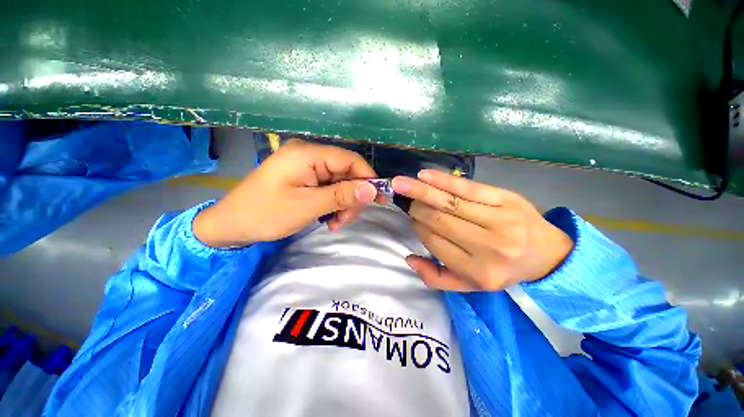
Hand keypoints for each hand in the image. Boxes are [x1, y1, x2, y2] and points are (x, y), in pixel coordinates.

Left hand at [193, 139, 380, 247]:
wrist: (231, 225)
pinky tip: (328, 219)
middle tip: (346, 220)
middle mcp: (309, 155)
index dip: (368, 178)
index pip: (350, 160)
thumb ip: (342, 195)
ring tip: (334, 224)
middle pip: (346, 173)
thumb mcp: (308, 206)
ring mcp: (306, 167)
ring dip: (342, 204)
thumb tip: (372, 190)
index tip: (379, 199)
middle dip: (352, 197)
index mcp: (308, 154)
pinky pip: (328, 189)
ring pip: (339, 183)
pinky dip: (333, 204)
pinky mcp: (303, 178)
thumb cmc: (266, 213)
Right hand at [391, 170, 572, 290]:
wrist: (547, 254)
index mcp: (479, 272)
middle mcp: (489, 247)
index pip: (435, 243)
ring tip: (402, 183)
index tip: (413, 218)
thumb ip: (437, 279)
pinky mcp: (506, 199)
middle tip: (406, 199)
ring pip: (449, 202)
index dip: (418, 227)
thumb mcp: (470, 286)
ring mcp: (500, 220)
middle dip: (417, 208)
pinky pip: (468, 187)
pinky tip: (425, 175)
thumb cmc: (503, 270)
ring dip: (421, 191)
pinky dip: (443, 180)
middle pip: (439, 220)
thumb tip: (409, 259)